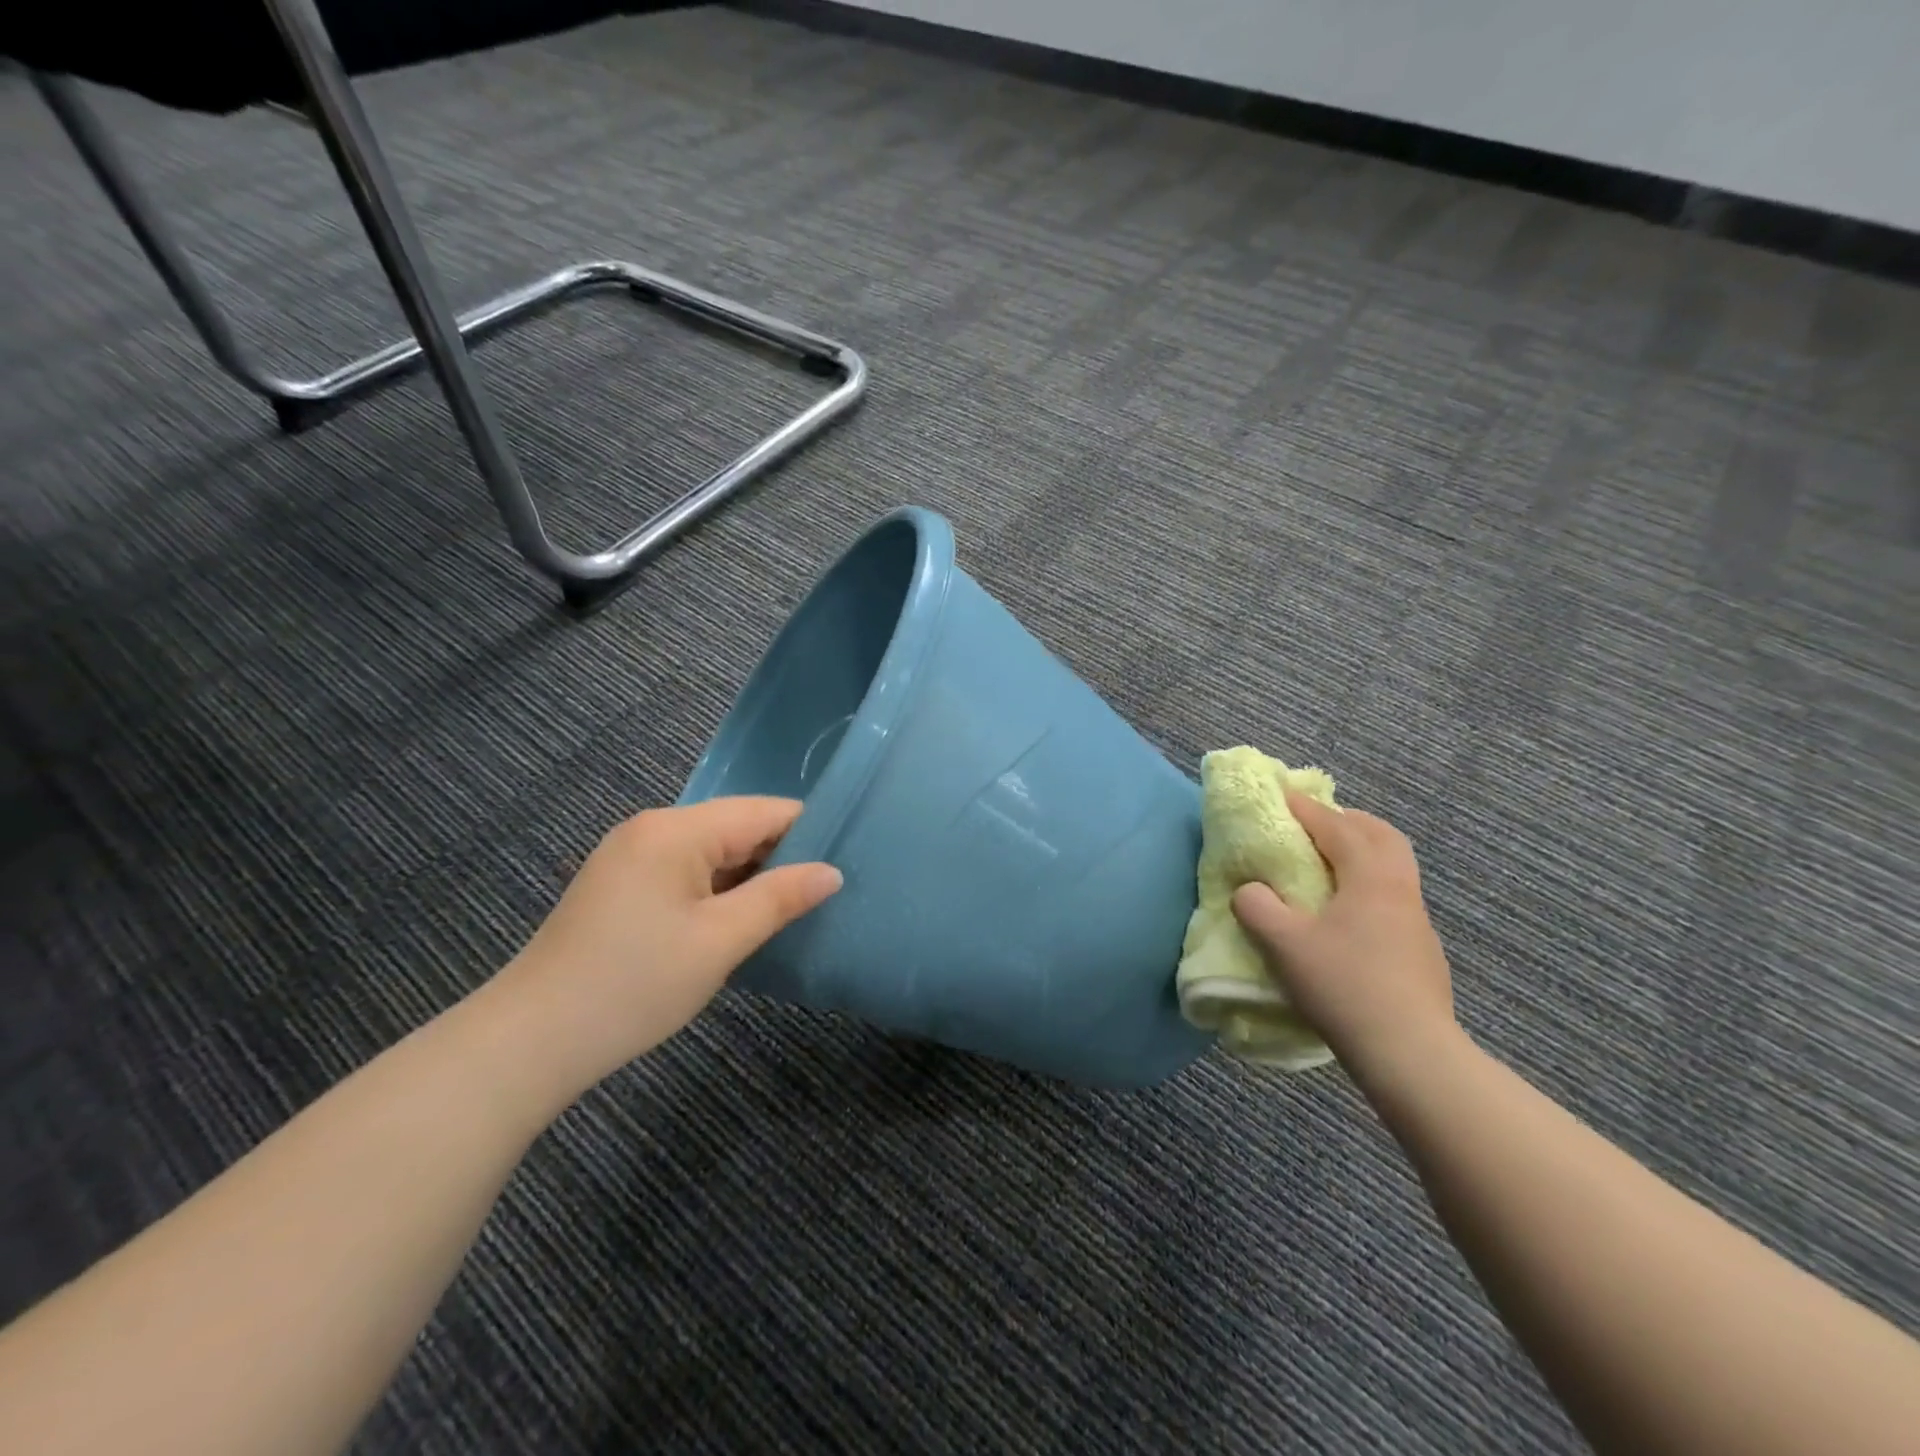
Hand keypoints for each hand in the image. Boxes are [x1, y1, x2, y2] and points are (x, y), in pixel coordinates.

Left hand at [493, 797, 841, 1093]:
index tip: (848, 859)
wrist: (530, 1041)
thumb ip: (780, 898)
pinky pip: (688, 872)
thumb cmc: (634, 985)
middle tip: (827, 891)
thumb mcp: (719, 941)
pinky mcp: (622, 885)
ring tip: (796, 906)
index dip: (810, 831)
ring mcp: (632, 856)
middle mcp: (653, 829)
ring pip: (714, 852)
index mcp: (676, 830)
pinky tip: (742, 918)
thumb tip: (832, 872)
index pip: (763, 811)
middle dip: (782, 856)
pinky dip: (719, 891)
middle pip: (737, 827)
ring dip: (751, 877)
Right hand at [1231, 792, 1457, 1082]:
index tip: (1281, 796)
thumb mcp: (1284, 943)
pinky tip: (1349, 914)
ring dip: (1363, 853)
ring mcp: (1417, 921)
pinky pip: (1395, 897)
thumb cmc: (1343, 985)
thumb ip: (1257, 907)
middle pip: (1382, 836)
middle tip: (1316, 824)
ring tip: (1330, 865)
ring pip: (1394, 867)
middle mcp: (1400, 889)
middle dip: (1347, 821)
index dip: (1306, 809)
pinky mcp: (1422, 950)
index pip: (1336, 827)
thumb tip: (1250, 891)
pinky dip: (1370, 885)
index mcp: (1370, 877)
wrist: (1410, 1052)